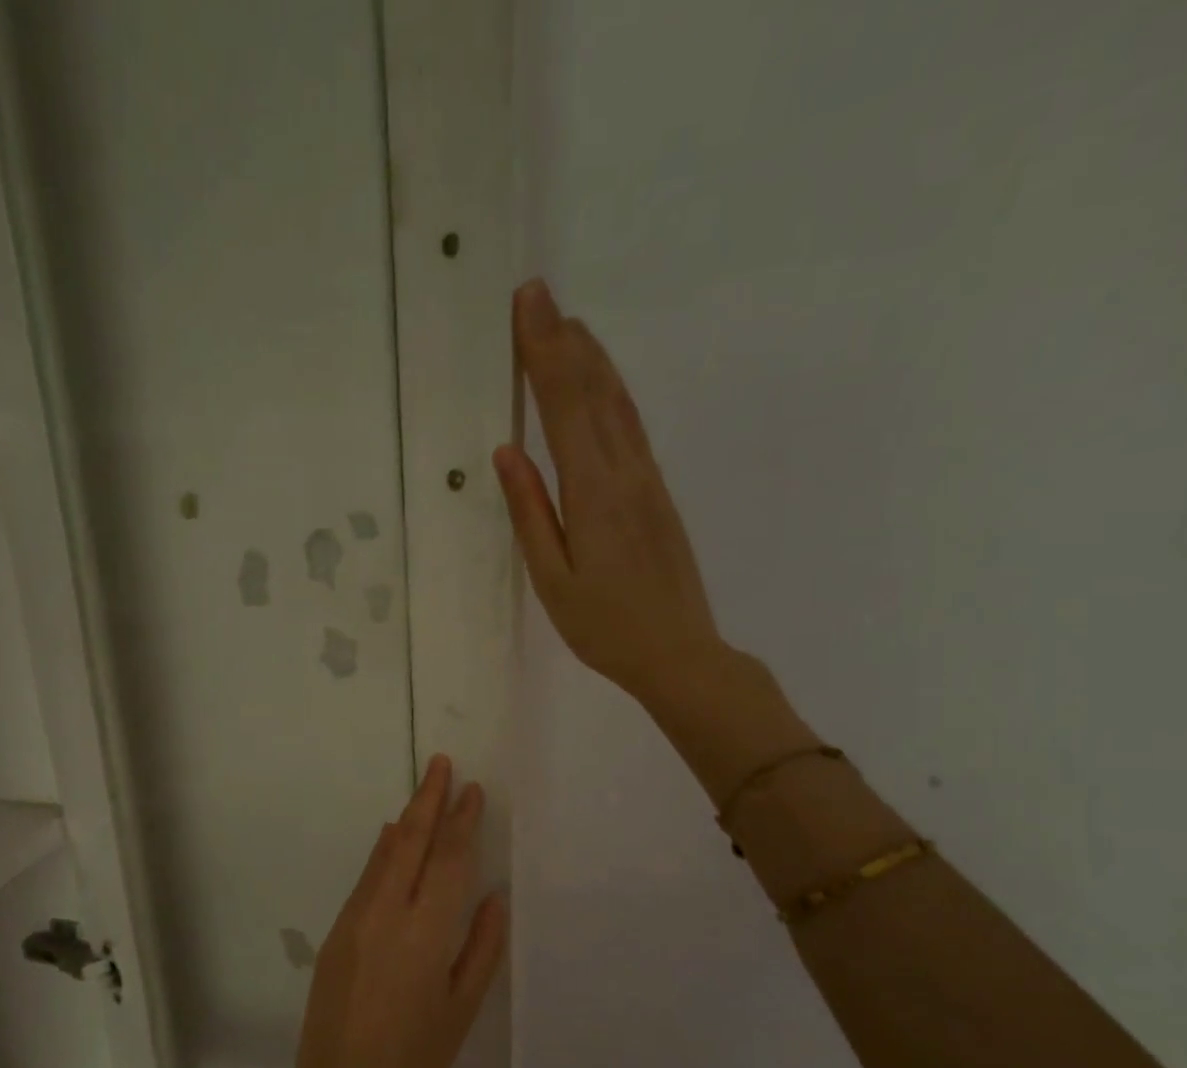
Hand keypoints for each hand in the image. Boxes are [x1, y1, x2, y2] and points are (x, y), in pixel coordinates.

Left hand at [269, 757, 507, 1067]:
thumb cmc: (416, 1059)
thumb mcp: (463, 1007)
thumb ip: (483, 945)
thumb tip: (494, 895)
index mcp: (427, 932)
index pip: (449, 860)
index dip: (462, 821)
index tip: (473, 790)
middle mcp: (388, 913)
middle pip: (410, 841)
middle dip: (428, 799)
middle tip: (441, 764)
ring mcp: (356, 918)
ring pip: (384, 854)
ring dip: (405, 819)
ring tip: (423, 791)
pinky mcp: (337, 931)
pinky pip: (366, 877)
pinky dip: (382, 850)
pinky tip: (390, 837)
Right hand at [493, 278, 725, 708]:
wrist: (678, 653)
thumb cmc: (604, 627)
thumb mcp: (553, 581)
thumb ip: (531, 514)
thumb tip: (508, 453)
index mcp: (594, 494)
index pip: (564, 408)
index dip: (544, 353)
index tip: (528, 304)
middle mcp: (626, 473)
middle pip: (594, 392)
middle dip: (564, 341)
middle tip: (540, 294)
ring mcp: (648, 480)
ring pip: (618, 404)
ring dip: (592, 359)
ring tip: (569, 324)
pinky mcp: (657, 493)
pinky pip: (631, 428)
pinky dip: (612, 393)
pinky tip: (602, 384)